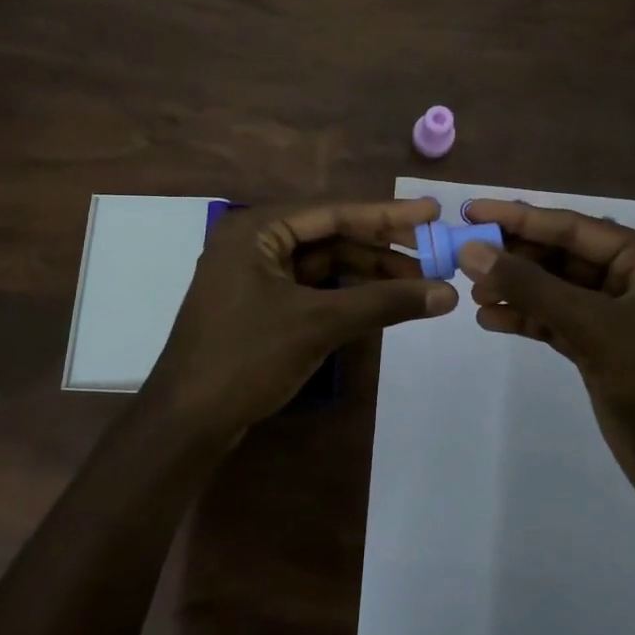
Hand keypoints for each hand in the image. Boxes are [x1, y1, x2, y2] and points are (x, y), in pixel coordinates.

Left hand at [142, 198, 456, 448]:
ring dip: (368, 274)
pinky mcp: (260, 307)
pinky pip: (313, 289)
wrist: (186, 423)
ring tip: (418, 285)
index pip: (334, 212)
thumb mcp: (318, 324)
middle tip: (433, 253)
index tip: (433, 210)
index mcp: (257, 230)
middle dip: (382, 248)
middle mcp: (254, 243)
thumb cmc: (246, 358)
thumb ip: (384, 302)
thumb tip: (449, 293)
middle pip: (331, 236)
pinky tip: (381, 302)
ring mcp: (255, 276)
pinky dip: (347, 295)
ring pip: (324, 265)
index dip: (388, 214)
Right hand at [457, 200, 634, 519]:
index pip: (573, 227)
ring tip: (473, 293)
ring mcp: (617, 318)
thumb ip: (531, 287)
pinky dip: (526, 320)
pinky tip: (491, 320)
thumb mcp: (593, 327)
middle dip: (515, 257)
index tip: (471, 210)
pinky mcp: (603, 351)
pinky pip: (557, 323)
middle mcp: (633, 281)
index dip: (520, 218)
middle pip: (562, 256)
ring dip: (516, 290)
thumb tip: (473, 250)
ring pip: (556, 291)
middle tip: (463, 257)